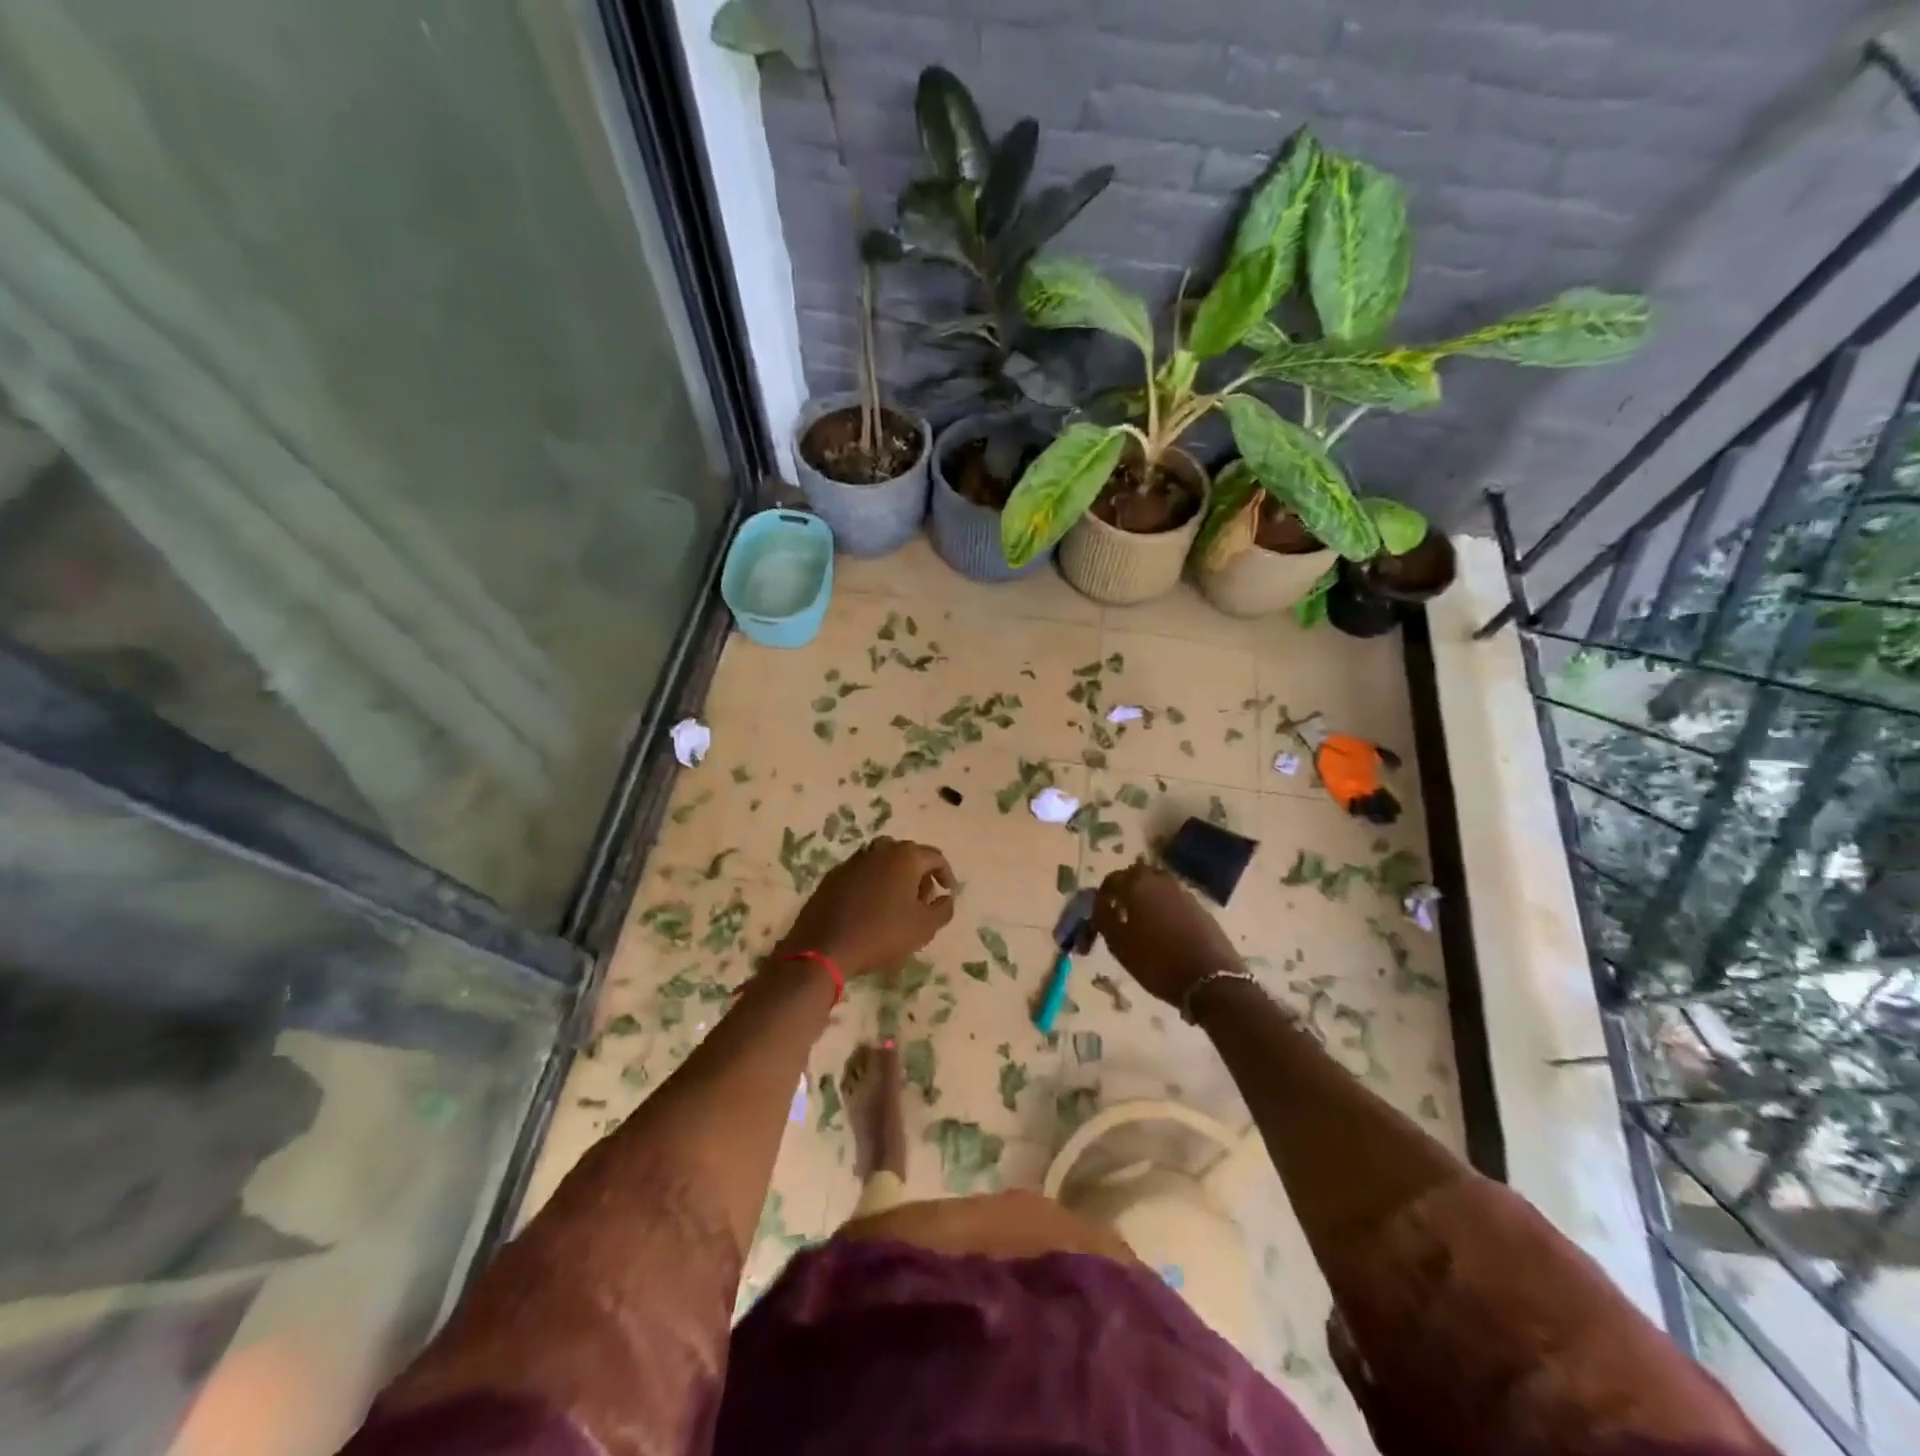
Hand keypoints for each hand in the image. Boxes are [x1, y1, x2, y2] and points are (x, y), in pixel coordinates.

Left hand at [778, 836, 955, 978]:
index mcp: (905, 856)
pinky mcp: (834, 876)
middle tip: (923, 900)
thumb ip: (943, 909)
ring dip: (895, 877)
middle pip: (908, 855)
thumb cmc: (882, 934)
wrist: (824, 946)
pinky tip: (872, 908)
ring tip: (898, 904)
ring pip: (883, 861)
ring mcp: (853, 860)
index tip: (948, 893)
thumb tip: (946, 898)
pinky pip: (862, 873)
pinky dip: (873, 884)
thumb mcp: (924, 928)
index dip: (946, 874)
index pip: (935, 857)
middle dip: (920, 874)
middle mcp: (880, 850)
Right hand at [1091, 862, 1243, 1007]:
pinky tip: (1163, 928)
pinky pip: (1174, 898)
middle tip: (1118, 910)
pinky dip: (1164, 906)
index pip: (1111, 880)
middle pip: (1136, 875)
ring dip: (1146, 896)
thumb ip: (1104, 919)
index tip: (1098, 912)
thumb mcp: (1119, 945)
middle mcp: (1160, 881)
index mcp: (1137, 886)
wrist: (1212, 979)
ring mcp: (1183, 892)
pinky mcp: (1200, 907)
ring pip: (1157, 885)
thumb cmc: (1157, 962)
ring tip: (1140, 920)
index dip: (1102, 895)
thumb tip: (1100, 904)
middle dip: (1125, 889)